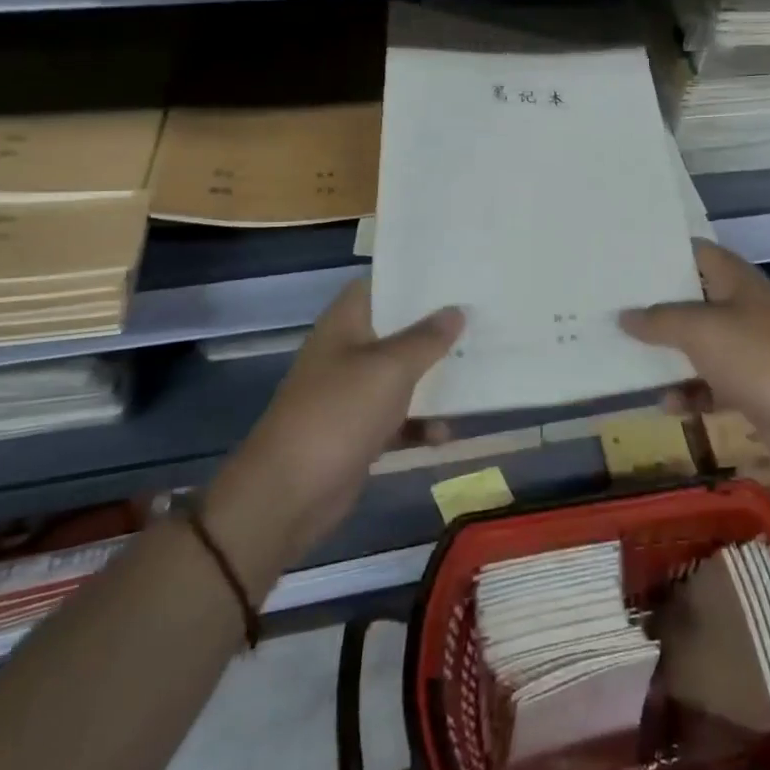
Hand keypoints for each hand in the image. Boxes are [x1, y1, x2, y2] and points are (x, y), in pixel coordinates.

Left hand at [206, 280, 462, 576]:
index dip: (414, 278)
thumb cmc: (339, 414)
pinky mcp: (359, 432)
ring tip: (477, 372)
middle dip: (436, 329)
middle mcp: (348, 352)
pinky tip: (446, 433)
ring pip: (402, 375)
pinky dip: (421, 424)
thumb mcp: (390, 368)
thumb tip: (456, 310)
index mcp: (345, 324)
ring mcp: (352, 393)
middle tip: (480, 319)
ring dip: (434, 379)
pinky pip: (399, 418)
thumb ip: (427, 338)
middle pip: (397, 330)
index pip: (380, 285)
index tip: (456, 274)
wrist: (289, 495)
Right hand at [621, 240, 769, 460]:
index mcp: (739, 283)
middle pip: (697, 302)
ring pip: (703, 348)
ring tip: (632, 363)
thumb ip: (659, 321)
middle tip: (617, 310)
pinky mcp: (757, 392)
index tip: (629, 259)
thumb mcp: (701, 330)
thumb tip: (624, 315)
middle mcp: (747, 311)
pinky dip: (693, 395)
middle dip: (660, 310)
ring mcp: (754, 353)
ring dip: (671, 357)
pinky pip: (715, 387)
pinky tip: (668, 406)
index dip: (666, 254)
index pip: (700, 254)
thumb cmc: (760, 358)